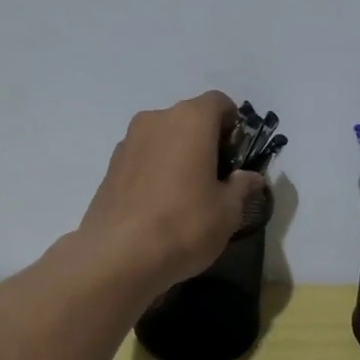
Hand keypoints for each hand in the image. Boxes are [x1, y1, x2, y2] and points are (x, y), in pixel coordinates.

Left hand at [77, 91, 266, 293]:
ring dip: (178, 155)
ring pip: (163, 138)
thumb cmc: (185, 224)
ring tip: (186, 194)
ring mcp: (128, 142)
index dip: (233, 124)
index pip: (219, 102)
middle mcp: (156, 120)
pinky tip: (160, 205)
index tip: (237, 154)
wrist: (118, 256)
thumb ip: (241, 187)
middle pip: (189, 118)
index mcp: (190, 120)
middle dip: (205, 140)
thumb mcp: (228, 211)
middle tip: (216, 177)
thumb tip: (250, 178)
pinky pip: (143, 158)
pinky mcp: (109, 167)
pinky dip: (155, 170)